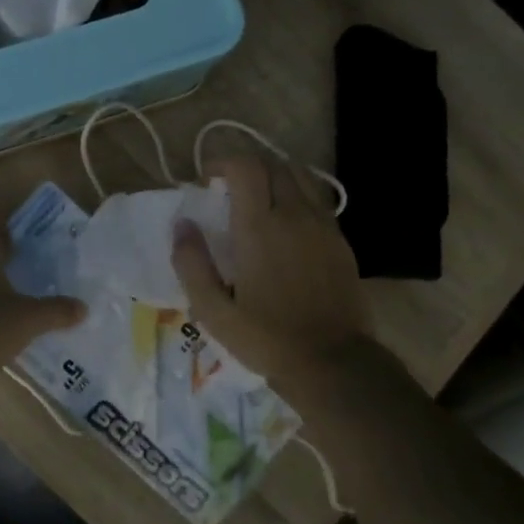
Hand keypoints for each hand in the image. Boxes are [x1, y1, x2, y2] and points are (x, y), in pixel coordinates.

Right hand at [173, 155, 374, 388]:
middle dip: (248, 166)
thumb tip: (182, 225)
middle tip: (229, 188)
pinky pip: (317, 199)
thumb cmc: (265, 338)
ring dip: (275, 176)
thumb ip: (191, 263)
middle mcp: (294, 215)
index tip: (208, 179)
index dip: (223, 161)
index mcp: (259, 227)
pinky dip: (297, 195)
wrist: (332, 362)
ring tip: (258, 199)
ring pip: (300, 176)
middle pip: (274, 163)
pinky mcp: (340, 240)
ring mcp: (323, 225)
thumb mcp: (212, 310)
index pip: (246, 166)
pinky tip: (286, 223)